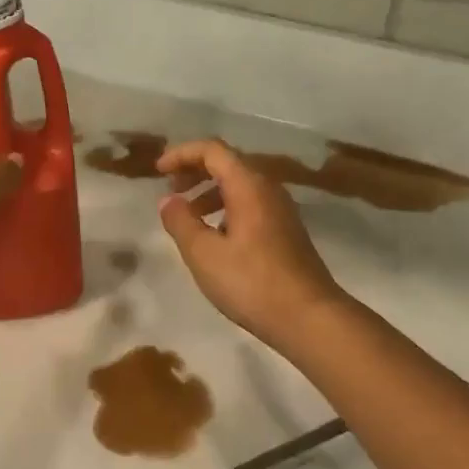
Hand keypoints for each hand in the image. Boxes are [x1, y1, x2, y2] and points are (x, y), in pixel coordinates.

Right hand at [157, 138, 351, 347]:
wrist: (310, 318)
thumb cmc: (252, 283)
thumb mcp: (204, 254)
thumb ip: (181, 222)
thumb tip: (168, 200)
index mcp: (248, 185)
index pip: (212, 150)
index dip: (182, 154)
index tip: (158, 171)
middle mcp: (268, 188)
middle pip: (227, 163)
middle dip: (194, 171)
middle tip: (171, 190)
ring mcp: (281, 209)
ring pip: (239, 186)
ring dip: (209, 192)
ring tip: (188, 217)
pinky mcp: (286, 231)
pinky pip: (250, 204)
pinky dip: (226, 209)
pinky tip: (215, 237)